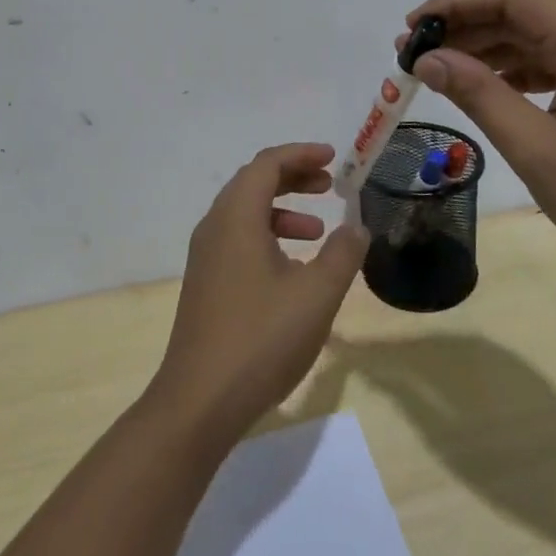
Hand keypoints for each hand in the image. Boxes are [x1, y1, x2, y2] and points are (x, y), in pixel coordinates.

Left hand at [148, 143, 368, 445]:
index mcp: (236, 217)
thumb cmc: (261, 339)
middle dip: (293, 178)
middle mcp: (215, 227)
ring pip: (246, 213)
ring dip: (283, 210)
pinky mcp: (206, 283)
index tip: (333, 157)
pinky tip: (294, 270)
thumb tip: (356, 227)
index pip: (267, 163)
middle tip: (330, 185)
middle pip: (254, 182)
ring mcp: (206, 256)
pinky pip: (239, 239)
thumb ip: (341, 254)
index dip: (301, 154)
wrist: (199, 401)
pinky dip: (268, 237)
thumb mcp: (316, 295)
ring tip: (318, 231)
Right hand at [400, 0, 555, 289]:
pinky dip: (519, 68)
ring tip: (438, 71)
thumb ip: (480, 96)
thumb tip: (428, 59)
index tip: (410, 29)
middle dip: (465, 27)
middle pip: (525, 10)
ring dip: (489, 47)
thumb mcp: (541, 153)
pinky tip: (488, 87)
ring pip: (541, 34)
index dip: (453, 4)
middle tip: (412, 55)